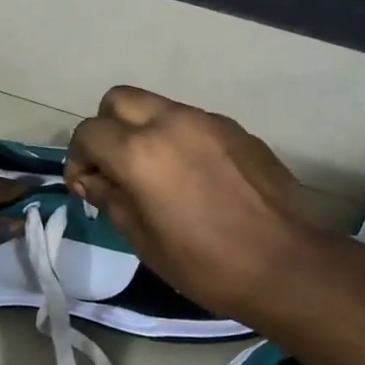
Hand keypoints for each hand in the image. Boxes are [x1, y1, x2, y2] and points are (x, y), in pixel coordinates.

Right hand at [65, 86, 337, 334]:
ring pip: (158, 106)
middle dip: (107, 128)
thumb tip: (95, 180)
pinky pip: (192, 122)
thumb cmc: (204, 263)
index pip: (88, 133)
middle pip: (118, 99)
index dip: (78, 160)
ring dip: (143, 131)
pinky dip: (178, 139)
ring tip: (155, 174)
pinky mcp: (237, 130)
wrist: (286, 265)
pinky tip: (193, 178)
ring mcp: (208, 122)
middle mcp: (171, 123)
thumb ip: (110, 198)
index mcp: (140, 152)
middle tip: (115, 167)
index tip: (86, 188)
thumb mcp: (142, 239)